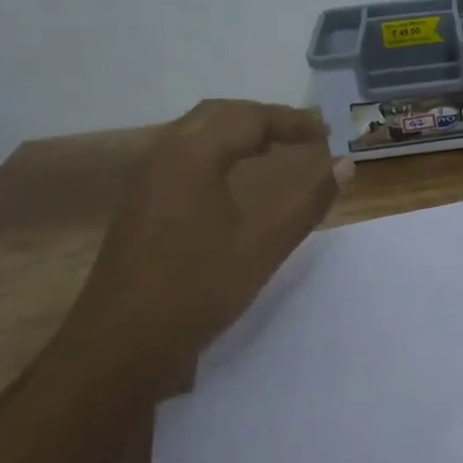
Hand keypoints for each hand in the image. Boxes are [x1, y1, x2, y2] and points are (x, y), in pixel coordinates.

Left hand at [64, 99, 349, 399]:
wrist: (117, 348)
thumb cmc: (195, 291)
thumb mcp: (262, 246)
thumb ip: (307, 201)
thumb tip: (345, 164)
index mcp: (192, 157)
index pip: (250, 118)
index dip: (292, 121)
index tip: (327, 133)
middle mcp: (164, 156)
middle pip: (219, 114)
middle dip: (263, 118)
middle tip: (302, 134)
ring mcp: (145, 181)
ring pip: (196, 133)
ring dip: (238, 132)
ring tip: (274, 148)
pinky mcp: (138, 205)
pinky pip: (182, 155)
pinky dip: (216, 151)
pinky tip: (232, 178)